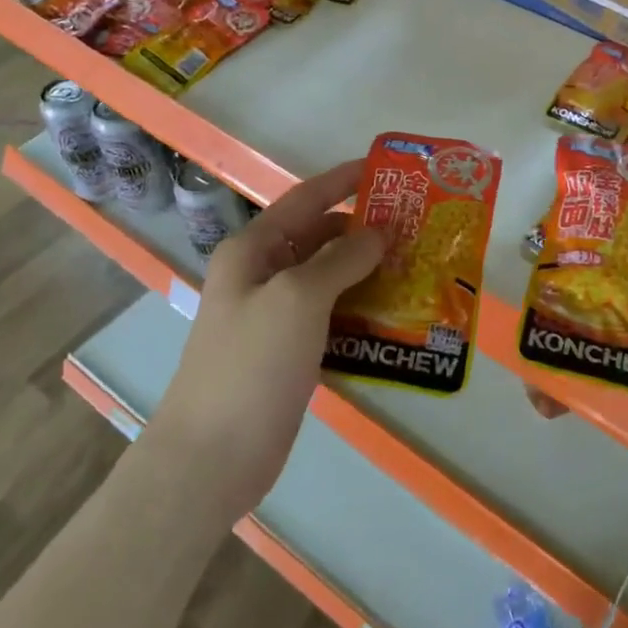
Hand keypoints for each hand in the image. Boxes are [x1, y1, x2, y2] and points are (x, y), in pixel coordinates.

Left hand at [150, 161, 386, 519]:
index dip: (343, 180)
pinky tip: (395, 317)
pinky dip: (359, 312)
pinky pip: (330, 318)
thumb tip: (376, 233)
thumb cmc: (251, 364)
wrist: (211, 457)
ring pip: (328, 280)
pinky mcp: (288, 352)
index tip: (386, 170)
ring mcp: (274, 316)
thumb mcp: (298, 298)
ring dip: (367, 273)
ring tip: (415, 268)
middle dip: (364, 231)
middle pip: (319, 239)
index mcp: (253, 250)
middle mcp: (262, 275)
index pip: (305, 199)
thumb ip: (340, 259)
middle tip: (416, 228)